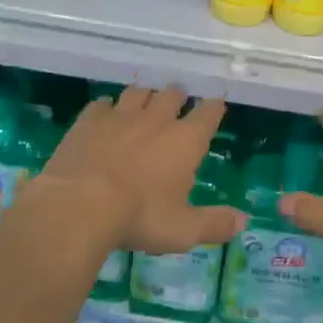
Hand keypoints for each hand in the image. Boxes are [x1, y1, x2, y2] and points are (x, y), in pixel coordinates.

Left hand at [32, 86, 244, 255]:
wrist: (79, 205)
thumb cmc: (139, 217)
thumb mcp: (182, 230)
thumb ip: (214, 224)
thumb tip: (243, 222)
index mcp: (185, 140)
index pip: (208, 113)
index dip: (214, 107)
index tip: (216, 105)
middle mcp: (157, 119)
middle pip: (173, 94)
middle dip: (178, 98)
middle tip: (178, 105)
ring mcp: (121, 115)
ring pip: (139, 92)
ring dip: (145, 96)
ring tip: (145, 104)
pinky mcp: (90, 120)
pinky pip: (103, 103)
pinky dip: (108, 107)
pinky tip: (106, 115)